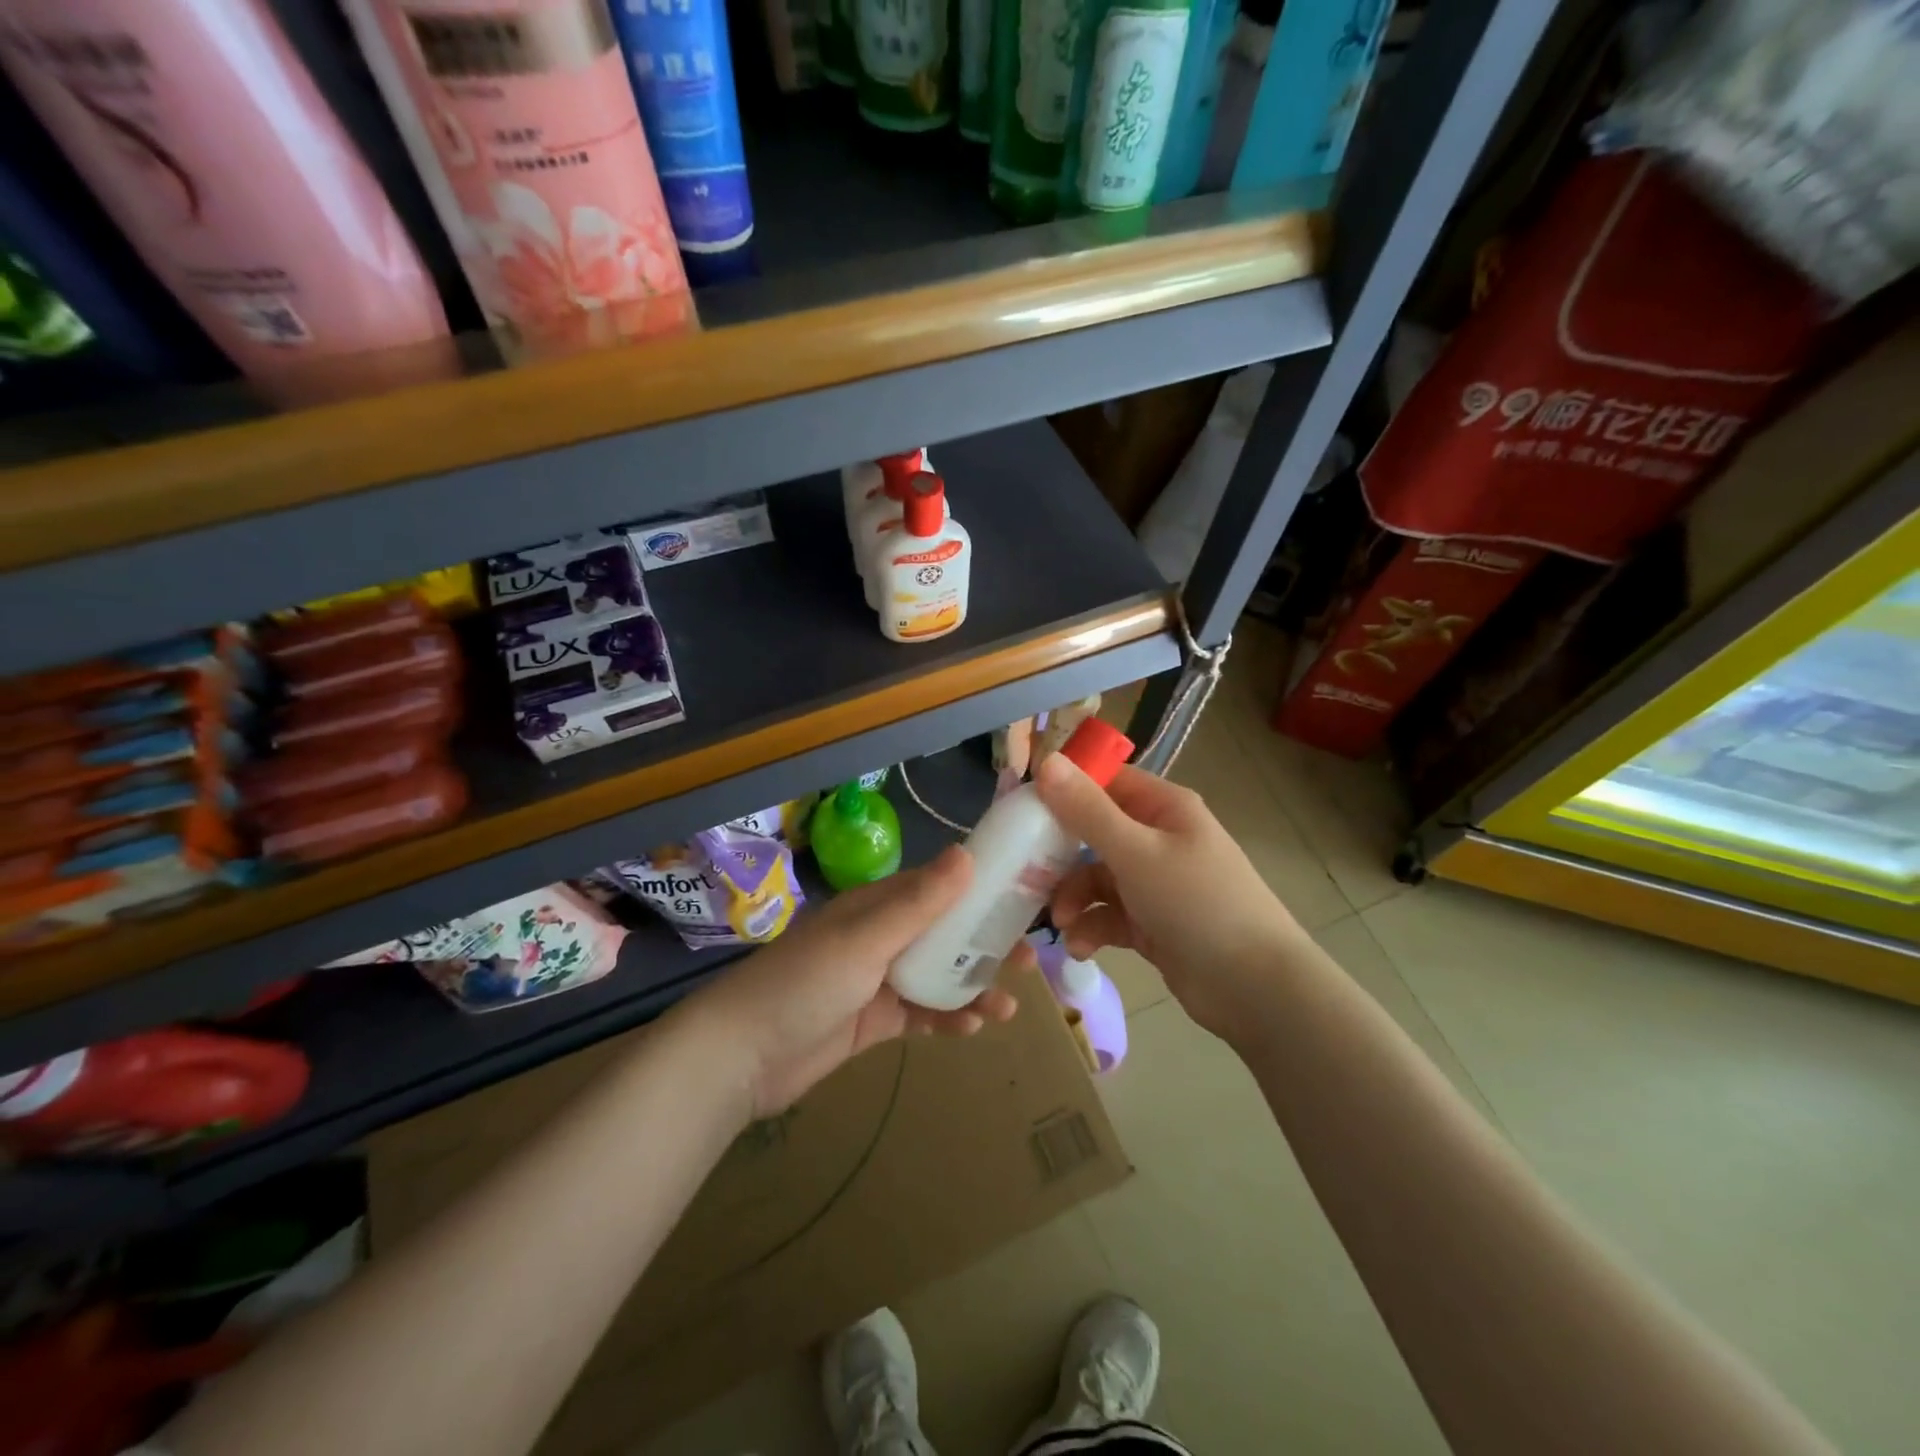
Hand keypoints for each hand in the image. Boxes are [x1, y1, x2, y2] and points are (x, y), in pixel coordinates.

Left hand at [674, 846, 1018, 1118]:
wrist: (742, 1056)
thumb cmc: (805, 983)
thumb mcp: (866, 939)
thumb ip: (919, 902)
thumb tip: (966, 852)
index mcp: (877, 906)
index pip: (938, 888)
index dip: (979, 890)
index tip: (1021, 897)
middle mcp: (881, 937)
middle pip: (944, 934)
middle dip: (984, 944)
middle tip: (1029, 959)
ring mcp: (878, 981)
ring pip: (938, 976)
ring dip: (973, 987)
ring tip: (1010, 1004)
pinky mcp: (874, 1021)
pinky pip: (921, 1014)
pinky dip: (947, 1018)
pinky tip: (972, 1028)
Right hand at [1034, 754, 1302, 1045]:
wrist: (1255, 988)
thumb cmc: (1197, 903)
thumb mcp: (1136, 853)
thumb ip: (1087, 811)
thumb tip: (1047, 761)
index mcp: (1163, 808)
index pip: (1105, 782)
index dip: (1065, 791)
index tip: (1023, 811)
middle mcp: (1158, 838)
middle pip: (1094, 832)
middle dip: (1060, 856)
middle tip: (1026, 873)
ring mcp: (1155, 882)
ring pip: (1096, 878)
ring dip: (1073, 898)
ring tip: (1062, 923)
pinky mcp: (1151, 922)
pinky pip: (1108, 915)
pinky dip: (1092, 928)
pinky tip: (1081, 948)